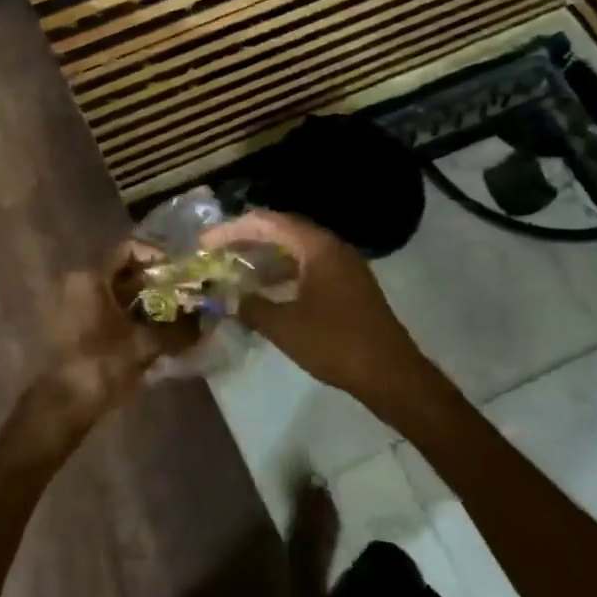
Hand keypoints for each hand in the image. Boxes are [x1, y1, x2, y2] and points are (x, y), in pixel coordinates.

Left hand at [15, 243, 199, 463]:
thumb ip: (178, 331)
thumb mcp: (145, 344)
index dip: (156, 256)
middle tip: (183, 297)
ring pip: (116, 295)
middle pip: (123, 273)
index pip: (128, 249)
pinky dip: (129, 318)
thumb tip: (206, 322)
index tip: (179, 273)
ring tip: (174, 319)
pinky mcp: (72, 328)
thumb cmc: (102, 363)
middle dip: (155, 285)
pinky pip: (106, 312)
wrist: (64, 404)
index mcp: (90, 277)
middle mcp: (77, 284)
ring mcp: (72, 306)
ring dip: (144, 304)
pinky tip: (152, 336)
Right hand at [201, 209, 425, 406]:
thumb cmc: (336, 343)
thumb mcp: (284, 326)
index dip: (232, 229)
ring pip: (295, 250)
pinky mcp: (348, 286)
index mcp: (317, 246)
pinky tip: (265, 290)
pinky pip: (307, 267)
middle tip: (215, 250)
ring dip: (264, 256)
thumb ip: (251, 307)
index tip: (205, 242)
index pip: (267, 222)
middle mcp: (331, 247)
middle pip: (281, 230)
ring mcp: (343, 266)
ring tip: (234, 268)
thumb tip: (230, 298)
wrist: (391, 374)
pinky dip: (282, 272)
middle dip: (246, 239)